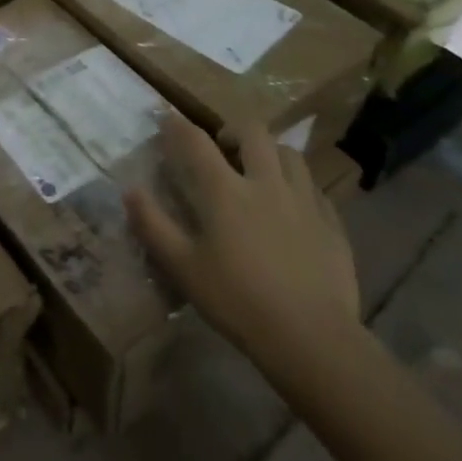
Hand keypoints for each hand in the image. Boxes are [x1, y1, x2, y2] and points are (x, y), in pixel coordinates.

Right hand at [125, 110, 360, 385]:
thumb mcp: (183, 268)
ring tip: (261, 172)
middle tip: (223, 146)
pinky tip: (294, 207)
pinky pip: (315, 189)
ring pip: (290, 154)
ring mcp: (304, 201)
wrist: (313, 340)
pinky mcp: (332, 224)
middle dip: (233, 130)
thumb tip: (129, 191)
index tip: (168, 120)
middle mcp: (265, 182)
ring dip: (270, 153)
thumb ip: (153, 226)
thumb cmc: (239, 302)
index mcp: (225, 190)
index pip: (196, 141)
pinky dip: (299, 186)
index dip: (178, 126)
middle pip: (252, 132)